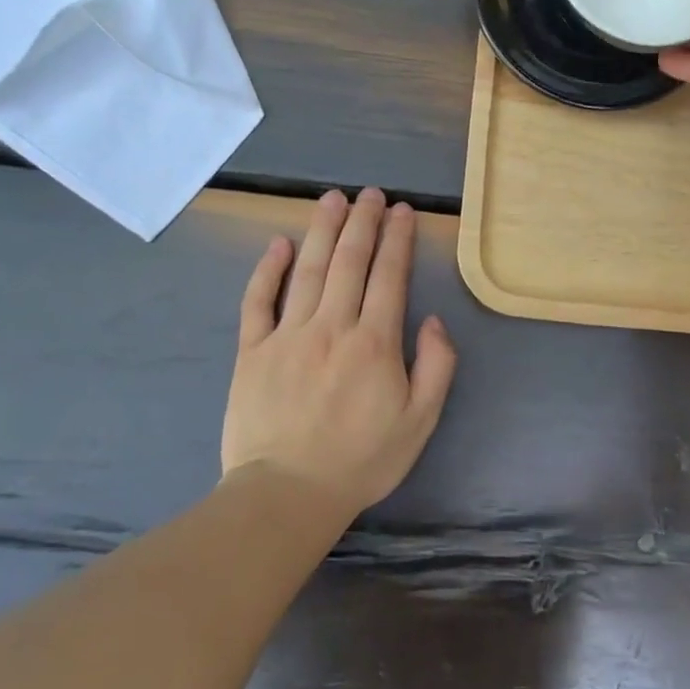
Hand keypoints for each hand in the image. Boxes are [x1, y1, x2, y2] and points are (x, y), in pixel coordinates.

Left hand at [222, 188, 457, 517]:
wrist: (287, 494)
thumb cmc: (361, 459)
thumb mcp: (420, 421)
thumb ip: (437, 366)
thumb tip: (433, 320)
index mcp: (374, 342)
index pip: (389, 276)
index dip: (397, 239)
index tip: (402, 211)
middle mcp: (332, 326)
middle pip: (349, 261)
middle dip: (363, 222)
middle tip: (370, 194)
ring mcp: (287, 335)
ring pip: (307, 270)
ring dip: (322, 230)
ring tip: (332, 199)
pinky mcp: (252, 351)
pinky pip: (258, 301)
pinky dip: (267, 269)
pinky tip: (279, 243)